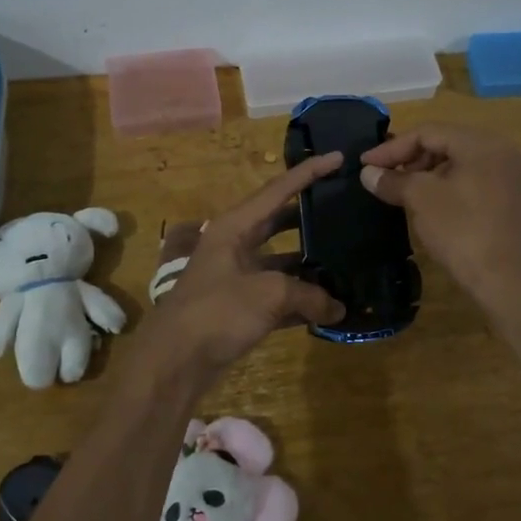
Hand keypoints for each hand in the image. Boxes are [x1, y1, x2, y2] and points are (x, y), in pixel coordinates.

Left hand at [138, 152, 346, 383]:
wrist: (174, 362)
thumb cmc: (217, 311)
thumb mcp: (268, 293)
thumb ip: (308, 294)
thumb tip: (337, 307)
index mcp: (233, 227)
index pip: (278, 190)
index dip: (309, 173)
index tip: (339, 158)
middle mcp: (234, 246)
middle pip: (278, 223)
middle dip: (309, 216)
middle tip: (343, 208)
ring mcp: (236, 278)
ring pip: (280, 262)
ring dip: (309, 264)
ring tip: (346, 259)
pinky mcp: (239, 309)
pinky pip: (277, 296)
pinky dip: (301, 301)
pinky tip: (330, 307)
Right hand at [359, 123, 520, 305]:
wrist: (507, 281)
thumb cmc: (462, 231)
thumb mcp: (421, 200)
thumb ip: (393, 180)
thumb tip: (368, 173)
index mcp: (481, 144)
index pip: (428, 132)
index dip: (392, 148)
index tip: (365, 164)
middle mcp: (499, 151)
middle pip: (444, 143)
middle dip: (409, 158)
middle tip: (382, 176)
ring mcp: (507, 176)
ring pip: (456, 162)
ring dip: (424, 172)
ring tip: (399, 189)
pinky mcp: (507, 199)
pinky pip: (469, 180)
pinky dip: (443, 185)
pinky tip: (425, 203)